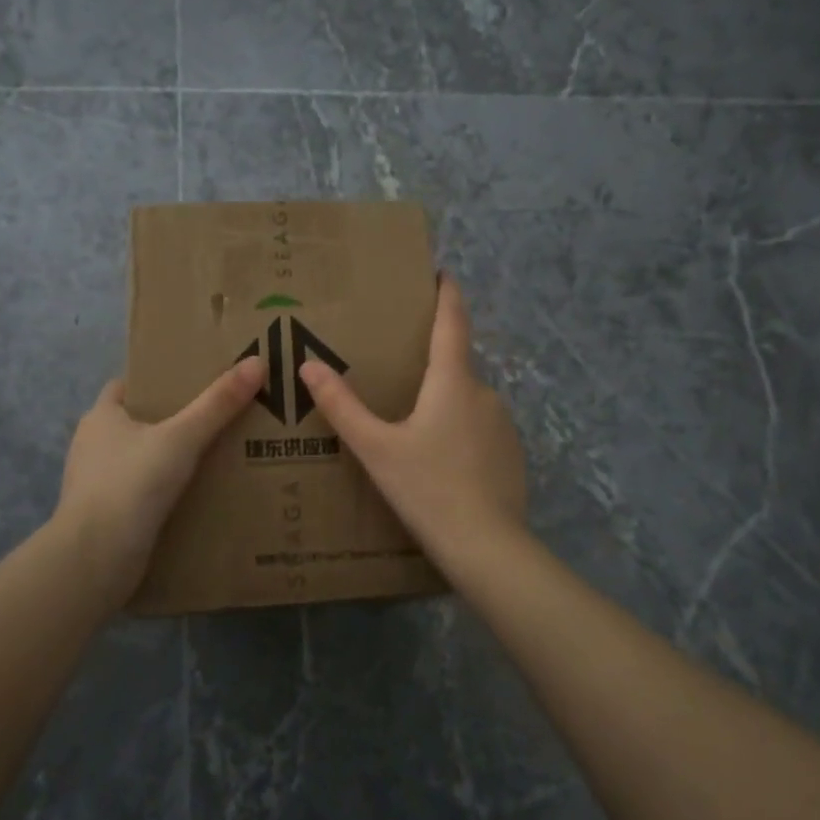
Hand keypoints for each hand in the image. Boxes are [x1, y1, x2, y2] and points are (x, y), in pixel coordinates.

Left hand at [55, 358, 264, 599]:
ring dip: (171, 460)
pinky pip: (142, 493)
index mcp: (101, 416)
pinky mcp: (106, 516)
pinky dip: (165, 492)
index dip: (160, 381)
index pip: (129, 386)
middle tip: (219, 419)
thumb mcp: (182, 438)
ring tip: (216, 457)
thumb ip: (218, 403)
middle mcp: (93, 446)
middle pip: (139, 423)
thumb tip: (257, 362)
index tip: (197, 383)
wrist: (95, 558)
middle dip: (174, 421)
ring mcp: (97, 483)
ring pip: (141, 460)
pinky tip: (197, 496)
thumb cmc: (131, 485)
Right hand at [300, 274, 526, 563]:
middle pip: (456, 366)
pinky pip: (480, 430)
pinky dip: (460, 432)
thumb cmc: (427, 488)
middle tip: (398, 373)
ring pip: (467, 402)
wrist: (487, 546)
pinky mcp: (512, 454)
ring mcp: (503, 425)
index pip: (452, 322)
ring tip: (413, 426)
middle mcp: (484, 393)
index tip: (441, 273)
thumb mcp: (376, 449)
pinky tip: (440, 462)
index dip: (447, 295)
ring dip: (444, 403)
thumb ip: (342, 407)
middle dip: (431, 364)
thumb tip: (308, 365)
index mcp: (452, 382)